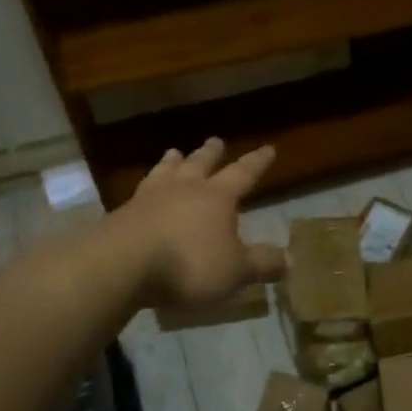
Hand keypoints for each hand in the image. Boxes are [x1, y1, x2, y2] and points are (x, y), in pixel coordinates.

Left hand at [119, 138, 285, 309]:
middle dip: (211, 153)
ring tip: (174, 153)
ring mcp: (149, 198)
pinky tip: (142, 192)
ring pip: (166, 172)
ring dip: (173, 162)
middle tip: (216, 140)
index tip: (268, 148)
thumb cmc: (188, 264)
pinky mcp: (122, 215)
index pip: (243, 173)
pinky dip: (147, 187)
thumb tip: (289, 259)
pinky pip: (140, 193)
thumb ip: (262, 264)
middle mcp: (184, 189)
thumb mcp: (235, 270)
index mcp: (217, 197)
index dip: (257, 162)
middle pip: (200, 164)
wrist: (122, 265)